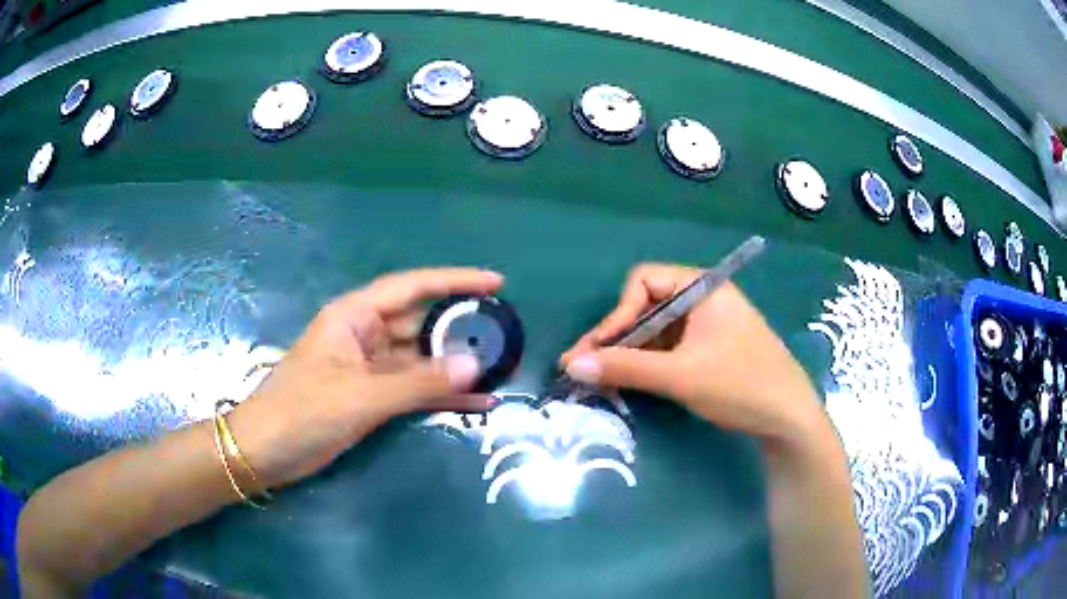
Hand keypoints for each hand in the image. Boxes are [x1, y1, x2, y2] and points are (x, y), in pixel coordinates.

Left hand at [228, 268, 503, 488]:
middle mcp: (365, 336)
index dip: (455, 281)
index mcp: (355, 317)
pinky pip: (414, 389)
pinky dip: (441, 396)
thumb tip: (475, 367)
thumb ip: (417, 382)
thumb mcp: (359, 396)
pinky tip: (476, 404)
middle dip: (462, 331)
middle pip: (422, 324)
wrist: (265, 451)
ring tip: (501, 372)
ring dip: (456, 368)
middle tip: (507, 338)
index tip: (496, 283)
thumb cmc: (301, 412)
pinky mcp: (372, 397)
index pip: (412, 287)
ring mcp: (370, 369)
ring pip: (422, 361)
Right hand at [560, 263, 826, 443]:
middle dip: (615, 337)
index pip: (644, 282)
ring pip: (655, 331)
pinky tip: (628, 382)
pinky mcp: (709, 349)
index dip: (617, 313)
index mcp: (703, 288)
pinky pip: (668, 348)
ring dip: (627, 353)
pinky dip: (646, 364)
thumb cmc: (740, 385)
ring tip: (598, 380)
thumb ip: (625, 367)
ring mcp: (707, 325)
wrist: (788, 419)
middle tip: (581, 367)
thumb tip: (571, 364)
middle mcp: (703, 299)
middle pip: (646, 307)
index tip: (597, 349)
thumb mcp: (680, 375)